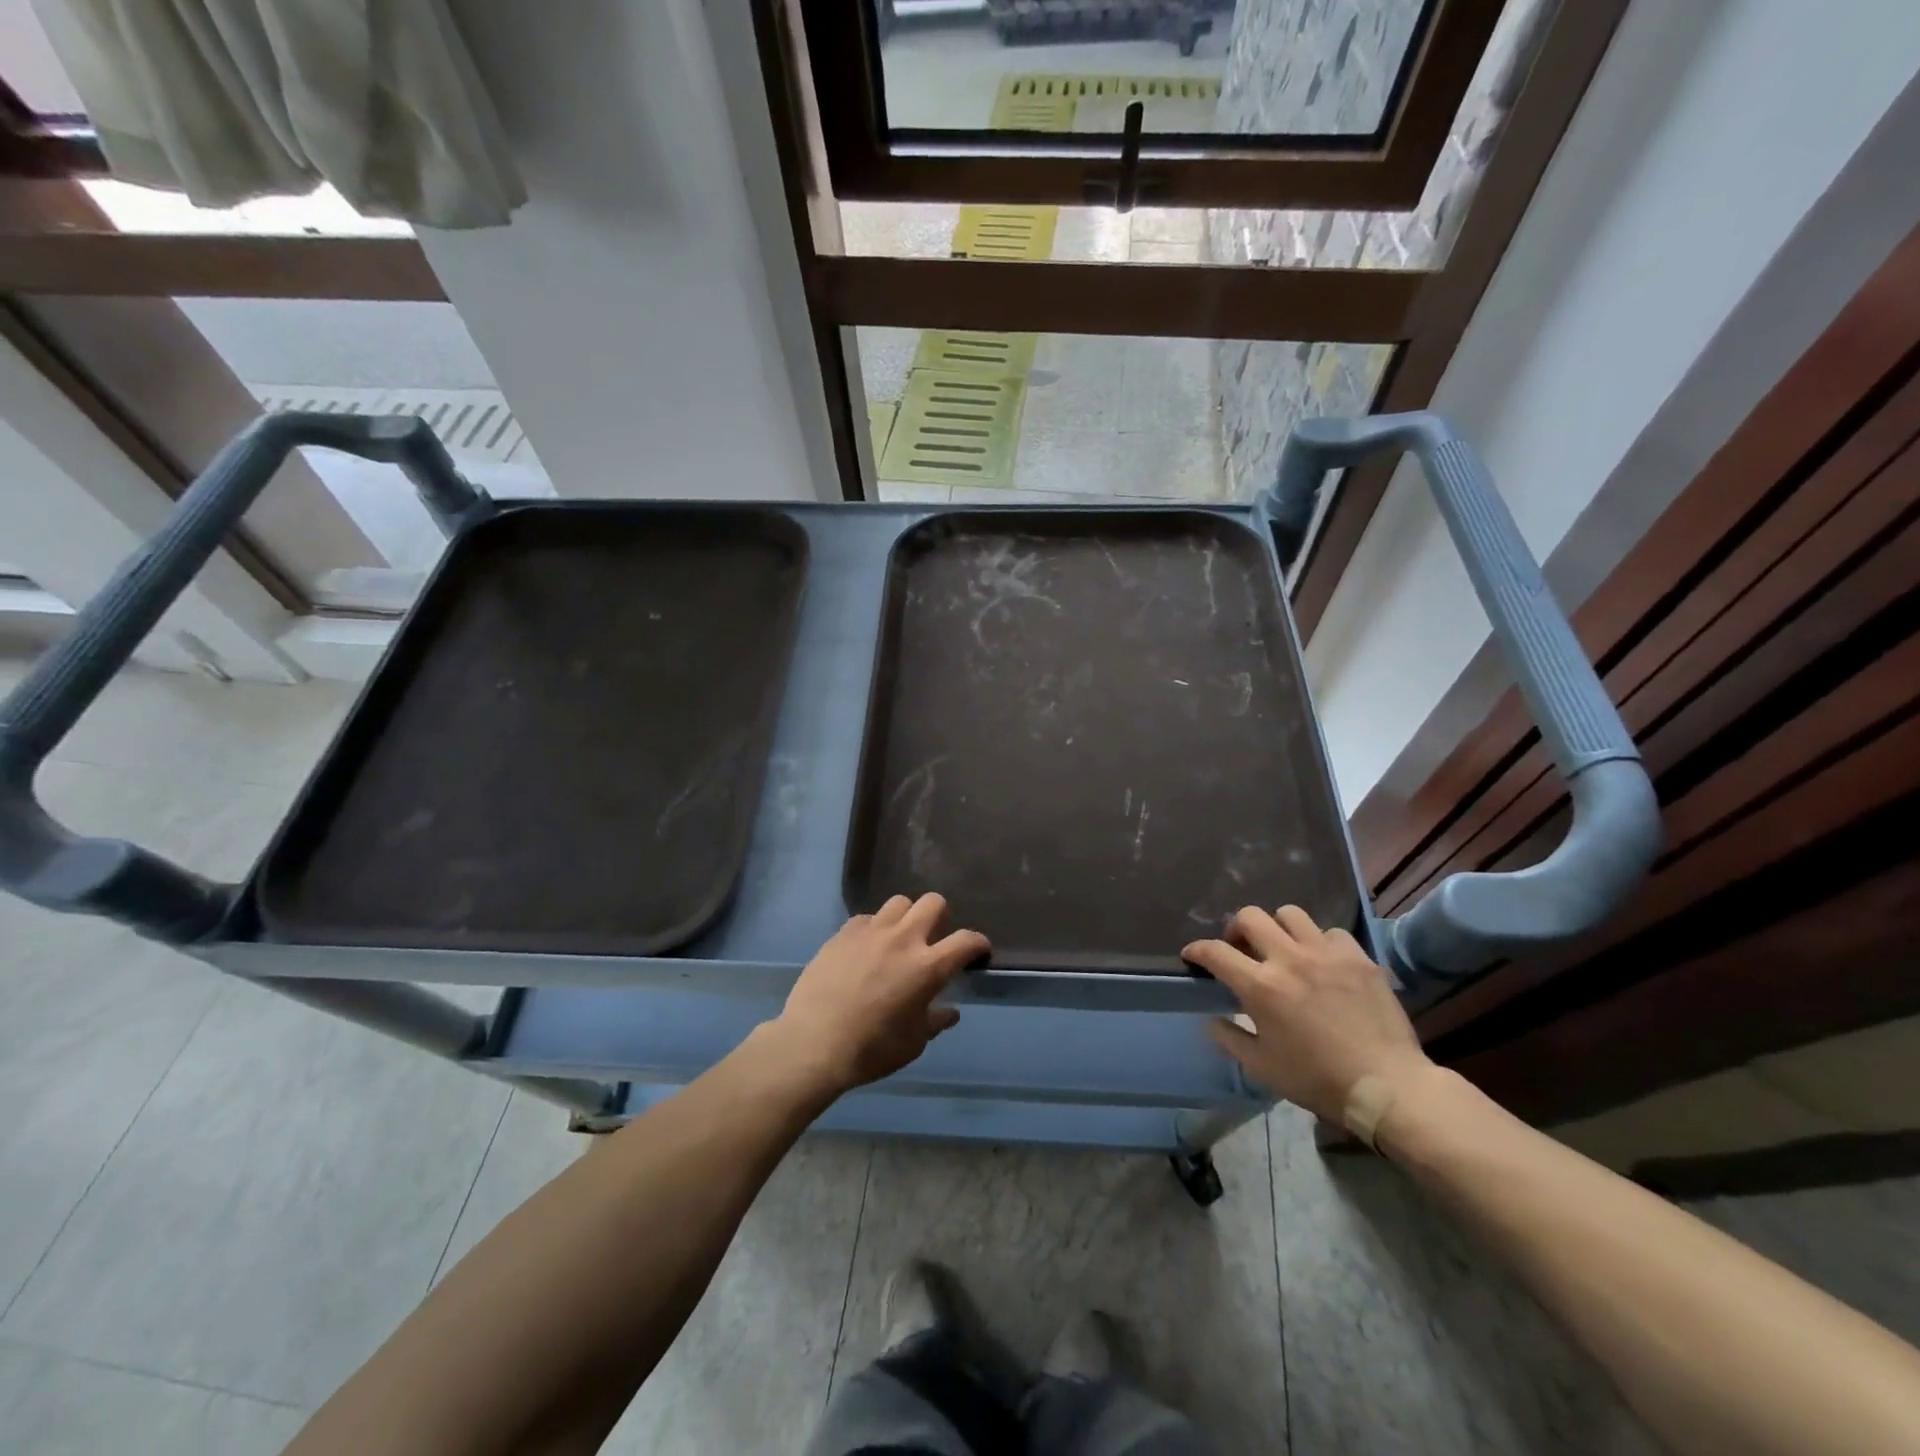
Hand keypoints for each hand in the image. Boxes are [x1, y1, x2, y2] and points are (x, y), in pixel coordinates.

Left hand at [772, 894, 988, 1095]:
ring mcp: (871, 931)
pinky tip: (867, 949)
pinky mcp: (843, 933)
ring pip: (899, 902)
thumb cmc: (871, 1050)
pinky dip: (874, 929)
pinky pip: (867, 918)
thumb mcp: (913, 1043)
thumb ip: (934, 1021)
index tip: (979, 951)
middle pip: (934, 903)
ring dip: (906, 917)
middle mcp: (903, 939)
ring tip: (899, 939)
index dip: (978, 943)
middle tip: (935, 939)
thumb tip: (949, 1012)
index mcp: (928, 966)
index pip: (966, 940)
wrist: (812, 1044)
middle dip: (942, 917)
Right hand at [1185, 905, 1435, 1129]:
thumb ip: (1230, 1037)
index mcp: (1260, 986)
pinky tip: (1323, 962)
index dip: (1197, 950)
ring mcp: (1326, 954)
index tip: (1192, 955)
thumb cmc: (1317, 1080)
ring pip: (1290, 914)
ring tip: (1283, 947)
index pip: (1215, 952)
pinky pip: (1331, 933)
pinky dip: (1320, 942)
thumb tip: (1211, 1019)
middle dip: (1236, 928)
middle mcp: (1289, 959)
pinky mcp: (1359, 958)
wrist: (1387, 1086)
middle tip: (1241, 949)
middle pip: (1250, 917)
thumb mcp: (1262, 1067)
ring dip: (1278, 927)